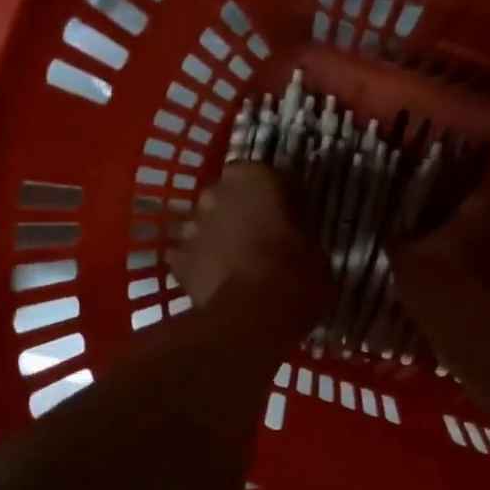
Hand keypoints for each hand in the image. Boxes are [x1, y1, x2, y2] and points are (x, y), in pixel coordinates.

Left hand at [167, 164, 329, 337]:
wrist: (256, 314)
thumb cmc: (296, 274)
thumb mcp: (313, 247)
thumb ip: (296, 232)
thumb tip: (293, 239)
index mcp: (254, 177)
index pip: (259, 175)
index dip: (268, 197)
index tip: (280, 216)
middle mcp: (216, 191)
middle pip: (224, 198)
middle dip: (235, 214)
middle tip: (255, 240)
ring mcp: (191, 225)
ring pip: (203, 227)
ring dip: (215, 239)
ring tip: (234, 266)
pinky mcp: (177, 259)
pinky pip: (188, 259)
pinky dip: (198, 268)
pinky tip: (214, 285)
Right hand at [392, 186, 489, 320]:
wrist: (482, 336)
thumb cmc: (441, 284)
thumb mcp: (406, 261)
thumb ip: (401, 242)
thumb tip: (394, 236)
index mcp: (485, 202)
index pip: (466, 188)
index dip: (446, 201)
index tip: (429, 214)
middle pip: (484, 217)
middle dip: (464, 229)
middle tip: (437, 244)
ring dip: (476, 255)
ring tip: (451, 272)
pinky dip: (486, 279)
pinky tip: (465, 293)